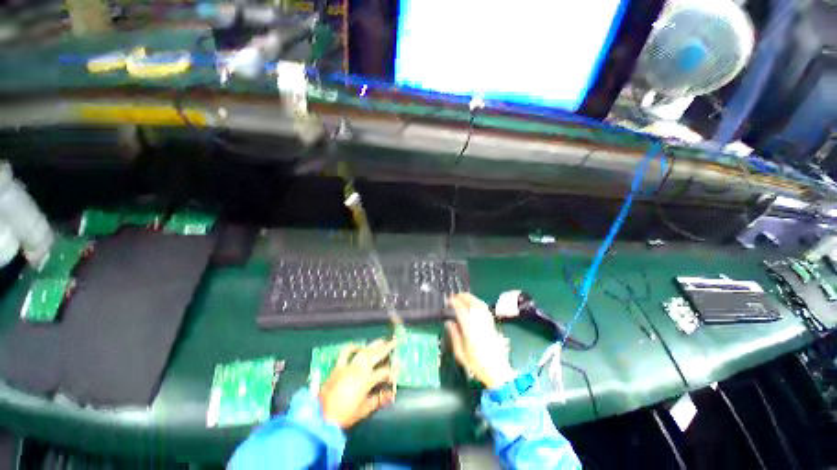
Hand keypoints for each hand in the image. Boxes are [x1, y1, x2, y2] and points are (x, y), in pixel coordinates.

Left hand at [318, 339, 396, 428]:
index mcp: (367, 380)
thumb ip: (378, 400)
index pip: (384, 372)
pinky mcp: (338, 366)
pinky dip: (353, 347)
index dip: (392, 370)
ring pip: (364, 350)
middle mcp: (359, 369)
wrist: (320, 416)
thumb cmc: (344, 415)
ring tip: (381, 340)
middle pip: (376, 355)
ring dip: (373, 344)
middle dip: (386, 348)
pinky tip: (358, 346)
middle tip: (393, 342)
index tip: (398, 367)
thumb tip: (391, 394)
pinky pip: (346, 352)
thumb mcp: (364, 410)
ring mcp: (348, 366)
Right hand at [446, 293, 516, 388]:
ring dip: (471, 297)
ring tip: (463, 296)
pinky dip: (478, 302)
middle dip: (463, 297)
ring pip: (479, 304)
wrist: (497, 371)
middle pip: (472, 303)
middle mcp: (479, 323)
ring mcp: (487, 322)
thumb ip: (454, 335)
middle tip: (454, 296)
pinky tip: (474, 303)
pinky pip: (485, 309)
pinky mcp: (492, 324)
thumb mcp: (460, 353)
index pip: (461, 310)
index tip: (448, 300)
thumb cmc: (476, 364)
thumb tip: (448, 322)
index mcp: (470, 329)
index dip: (454, 302)